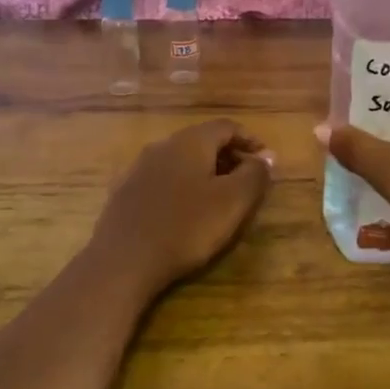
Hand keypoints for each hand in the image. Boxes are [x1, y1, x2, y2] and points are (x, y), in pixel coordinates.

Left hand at [90, 120, 274, 295]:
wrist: (123, 261)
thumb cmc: (186, 227)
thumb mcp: (233, 202)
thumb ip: (254, 174)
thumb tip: (266, 156)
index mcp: (190, 141)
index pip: (227, 126)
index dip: (249, 140)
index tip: (265, 160)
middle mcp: (162, 145)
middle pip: (202, 141)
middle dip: (227, 157)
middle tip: (245, 180)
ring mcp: (138, 167)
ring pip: (180, 160)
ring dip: (203, 172)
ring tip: (217, 198)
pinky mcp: (124, 192)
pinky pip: (161, 179)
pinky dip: (181, 186)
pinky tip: (184, 211)